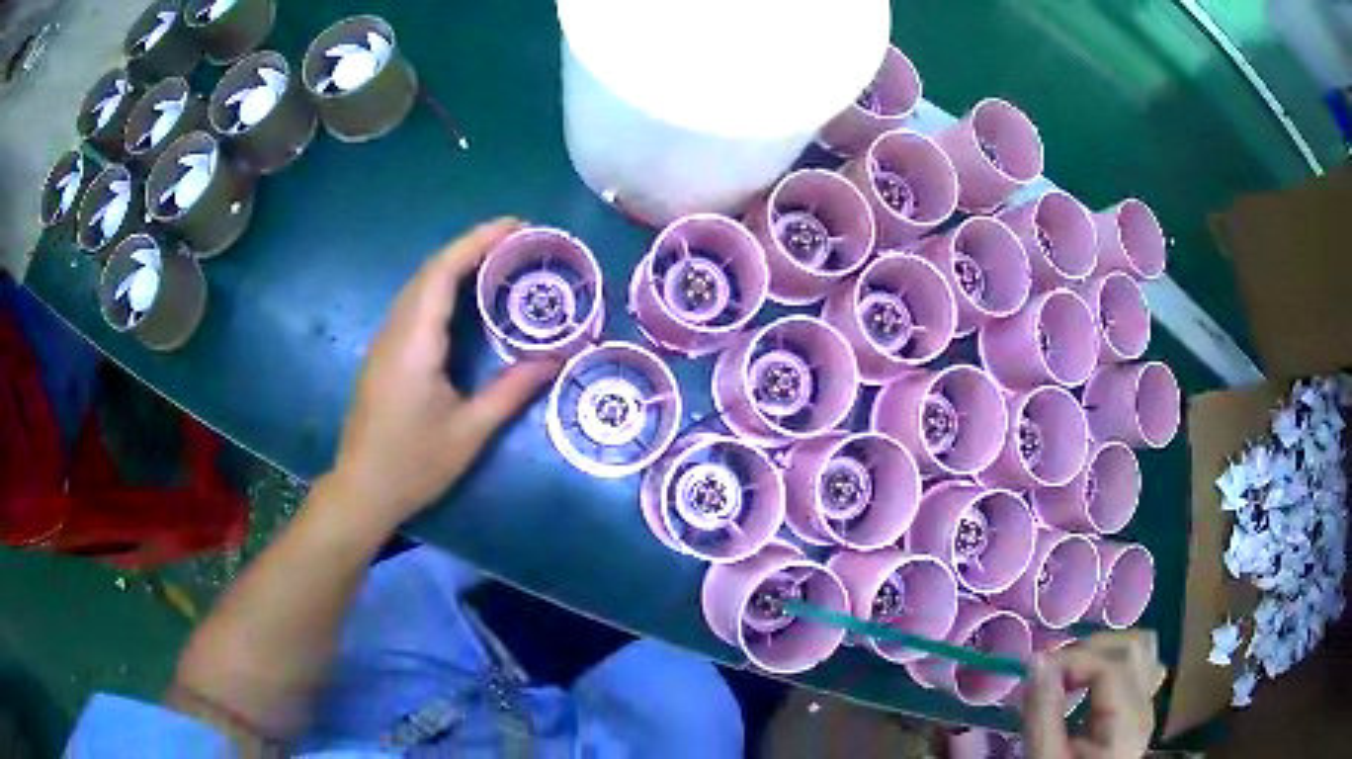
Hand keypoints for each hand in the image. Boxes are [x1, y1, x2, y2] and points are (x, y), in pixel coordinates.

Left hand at [326, 218, 559, 529]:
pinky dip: (441, 285)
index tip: (517, 226)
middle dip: (471, 244)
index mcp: (415, 342)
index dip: (478, 241)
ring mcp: (384, 340)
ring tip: (497, 258)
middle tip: (518, 238)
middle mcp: (395, 330)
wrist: (362, 489)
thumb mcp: (470, 432)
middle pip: (430, 270)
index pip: (443, 272)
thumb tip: (557, 359)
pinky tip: (463, 296)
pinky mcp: (383, 353)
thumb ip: (512, 390)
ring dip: (455, 262)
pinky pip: (413, 303)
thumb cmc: (415, 464)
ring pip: (419, 284)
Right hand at [1024, 631, 1167, 758]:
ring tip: (1071, 672)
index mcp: (1127, 724)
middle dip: (1089, 649)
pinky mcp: (1140, 710)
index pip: (1110, 667)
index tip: (1034, 670)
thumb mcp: (1044, 758)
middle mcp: (1146, 707)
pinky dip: (1116, 662)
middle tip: (1051, 669)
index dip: (1072, 659)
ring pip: (1143, 651)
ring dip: (1105, 651)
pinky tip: (1090, 683)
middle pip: (1134, 648)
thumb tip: (1036, 660)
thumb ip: (1043, 712)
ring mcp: (1147, 706)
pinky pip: (1141, 668)